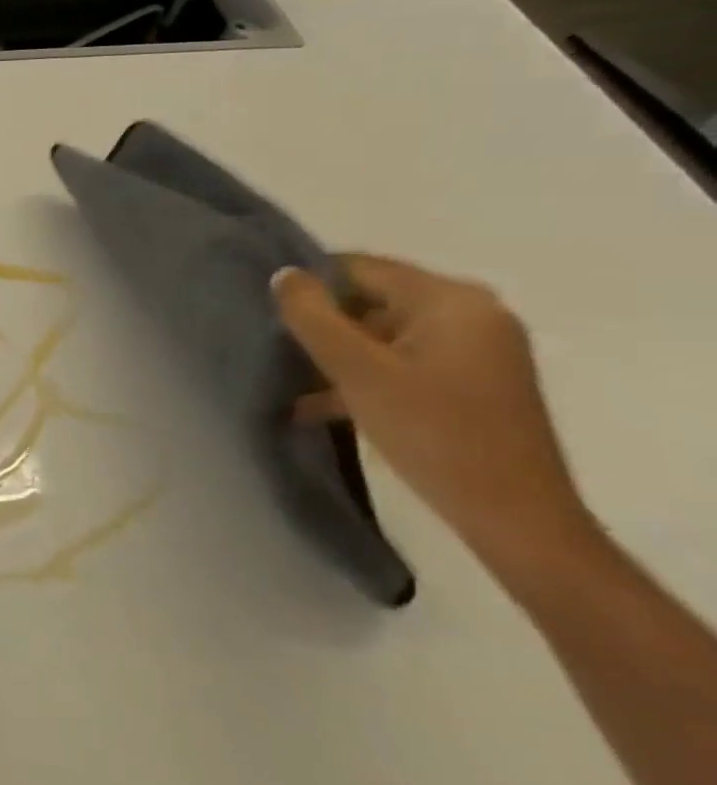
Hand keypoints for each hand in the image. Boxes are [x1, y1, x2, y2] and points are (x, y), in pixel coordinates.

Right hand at [272, 256, 595, 579]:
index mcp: (451, 299)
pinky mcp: (474, 382)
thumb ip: (312, 316)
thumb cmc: (433, 432)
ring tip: (292, 380)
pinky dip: (367, 376)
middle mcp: (472, 313)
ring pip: (385, 334)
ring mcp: (478, 349)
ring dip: (339, 355)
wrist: (515, 517)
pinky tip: (322, 405)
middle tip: (278, 348)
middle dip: (324, 323)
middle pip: (373, 299)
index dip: (310, 285)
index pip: (361, 267)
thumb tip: (285, 274)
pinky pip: (405, 361)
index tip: (269, 313)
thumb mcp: (357, 371)